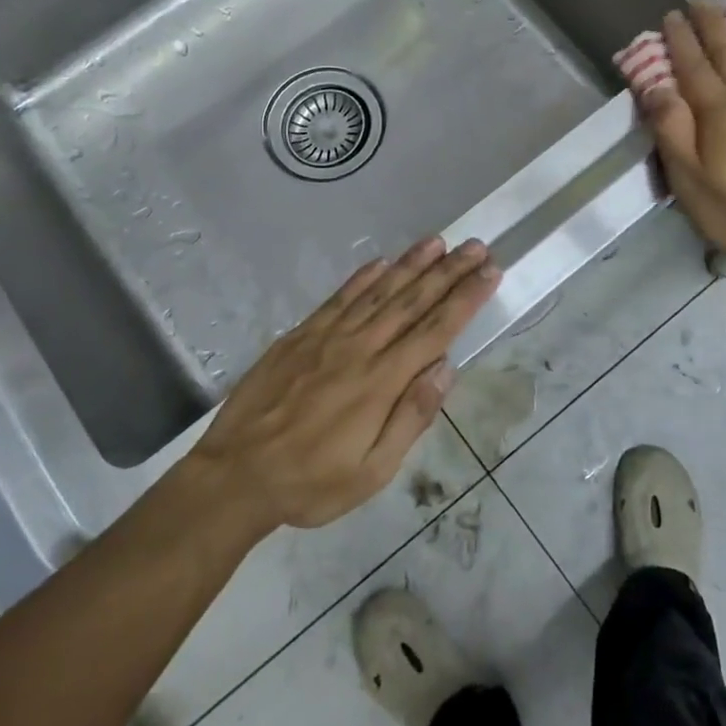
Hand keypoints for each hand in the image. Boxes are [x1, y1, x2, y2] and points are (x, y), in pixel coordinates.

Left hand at [188, 236, 498, 535]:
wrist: (235, 475)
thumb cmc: (311, 482)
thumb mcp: (372, 472)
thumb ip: (411, 417)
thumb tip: (445, 368)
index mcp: (382, 382)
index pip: (436, 330)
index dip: (466, 299)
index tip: (490, 273)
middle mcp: (359, 348)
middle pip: (412, 301)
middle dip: (448, 272)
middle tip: (476, 247)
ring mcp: (327, 337)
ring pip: (378, 291)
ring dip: (411, 264)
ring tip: (438, 242)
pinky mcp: (300, 335)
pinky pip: (339, 298)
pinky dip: (362, 277)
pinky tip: (380, 262)